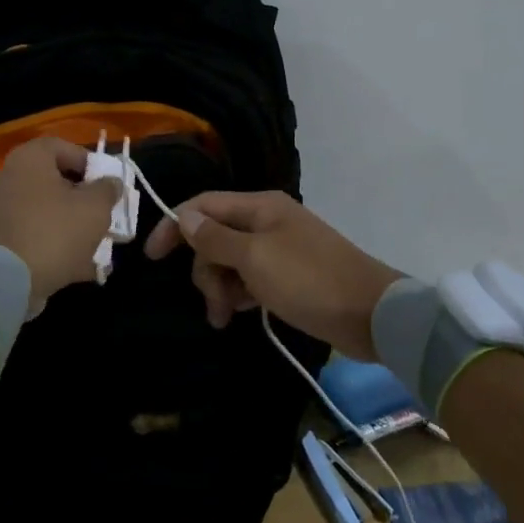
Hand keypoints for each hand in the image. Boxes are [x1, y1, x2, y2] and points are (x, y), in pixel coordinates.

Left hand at [0, 138, 123, 309]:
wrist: (6, 281)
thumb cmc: (55, 232)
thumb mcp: (95, 208)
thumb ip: (107, 190)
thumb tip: (110, 183)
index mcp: (28, 159)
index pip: (61, 146)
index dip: (88, 162)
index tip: (106, 184)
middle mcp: (7, 177)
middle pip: (52, 181)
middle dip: (81, 200)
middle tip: (102, 216)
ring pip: (44, 212)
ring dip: (70, 227)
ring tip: (96, 248)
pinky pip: (31, 235)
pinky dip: (53, 247)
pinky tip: (78, 268)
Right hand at [143, 191, 402, 358]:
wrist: (372, 315)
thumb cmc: (309, 280)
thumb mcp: (255, 259)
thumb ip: (215, 238)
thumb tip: (185, 216)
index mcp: (260, 206)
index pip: (203, 206)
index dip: (174, 227)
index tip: (151, 258)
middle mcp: (267, 221)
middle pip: (214, 236)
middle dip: (205, 269)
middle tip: (214, 303)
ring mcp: (279, 248)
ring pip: (230, 260)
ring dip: (220, 286)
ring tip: (225, 317)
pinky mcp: (289, 275)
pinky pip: (249, 278)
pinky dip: (239, 293)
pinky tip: (240, 313)